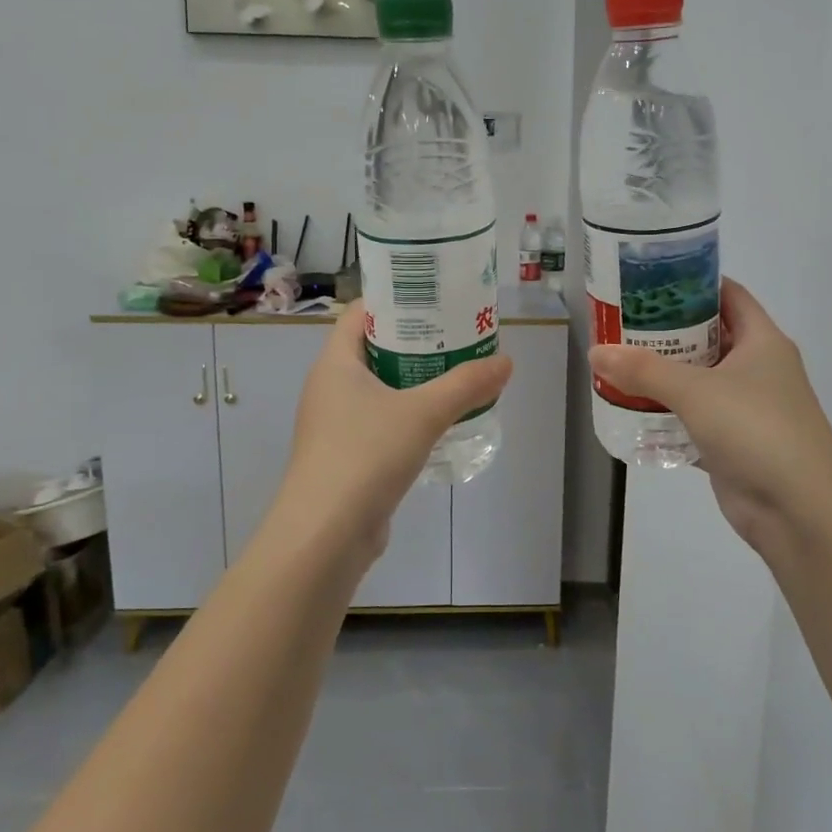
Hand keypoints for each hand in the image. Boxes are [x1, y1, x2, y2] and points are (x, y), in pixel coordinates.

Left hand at [271, 302, 512, 566]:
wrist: (325, 535)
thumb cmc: (365, 455)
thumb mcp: (423, 413)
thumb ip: (466, 385)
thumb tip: (505, 361)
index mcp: (335, 363)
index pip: (361, 313)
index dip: (396, 299)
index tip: (435, 296)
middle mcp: (329, 387)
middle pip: (373, 348)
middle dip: (415, 340)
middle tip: (457, 334)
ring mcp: (334, 424)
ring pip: (379, 388)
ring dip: (414, 380)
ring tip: (457, 373)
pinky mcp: (346, 456)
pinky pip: (380, 421)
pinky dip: (407, 415)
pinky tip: (440, 422)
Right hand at [587, 280, 831, 554]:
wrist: (801, 510)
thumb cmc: (756, 429)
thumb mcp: (696, 391)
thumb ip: (644, 370)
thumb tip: (596, 353)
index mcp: (762, 341)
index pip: (728, 294)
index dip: (693, 282)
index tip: (650, 280)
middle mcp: (757, 368)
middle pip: (708, 336)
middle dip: (667, 330)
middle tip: (621, 322)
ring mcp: (747, 408)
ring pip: (699, 380)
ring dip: (663, 375)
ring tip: (618, 363)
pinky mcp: (734, 444)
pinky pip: (694, 420)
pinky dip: (667, 416)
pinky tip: (632, 411)